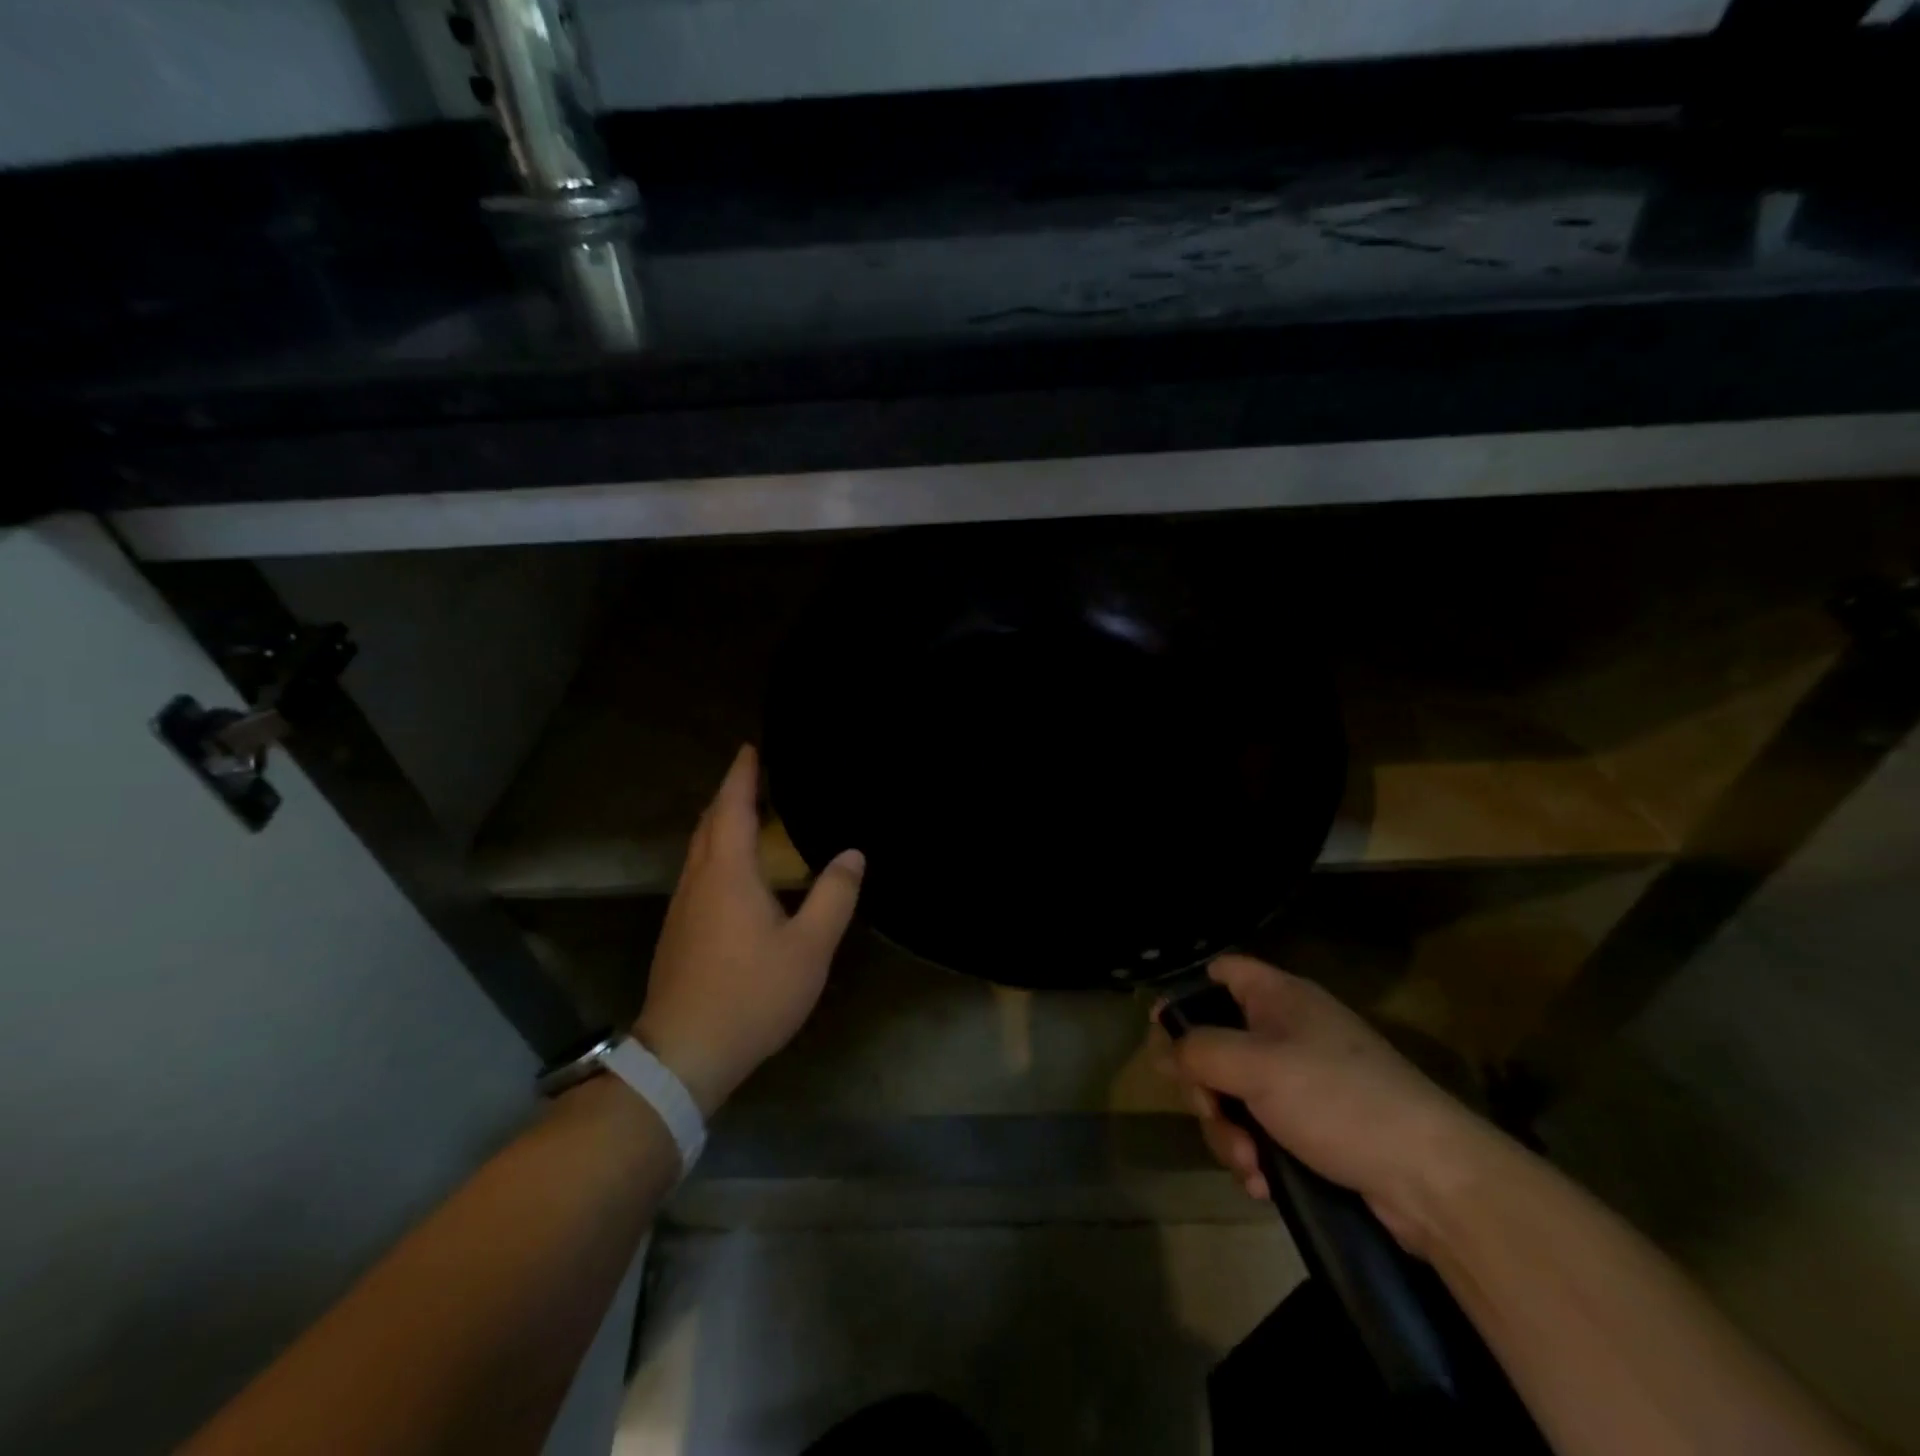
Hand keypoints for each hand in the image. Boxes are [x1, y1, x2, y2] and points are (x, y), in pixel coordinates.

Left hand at [634, 745, 863, 1115]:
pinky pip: (699, 871)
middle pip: (709, 822)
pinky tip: (736, 869)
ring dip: (721, 822)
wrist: (684, 1054)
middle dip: (730, 793)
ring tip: (751, 812)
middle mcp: (699, 880)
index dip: (742, 775)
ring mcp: (683, 907)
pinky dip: (717, 850)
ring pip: (699, 848)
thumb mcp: (809, 948)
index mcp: (728, 873)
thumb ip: (834, 896)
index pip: (732, 807)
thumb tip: (853, 854)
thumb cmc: (751, 994)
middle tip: (756, 773)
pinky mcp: (679, 931)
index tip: (751, 747)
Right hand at [1160, 955, 1497, 1253]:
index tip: (1164, 1033)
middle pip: (1217, 1042)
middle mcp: (1288, 1032)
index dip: (1188, 994)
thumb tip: (1167, 1046)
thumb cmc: (1338, 1101)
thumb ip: (1200, 1049)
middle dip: (1204, 1087)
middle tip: (1209, 1112)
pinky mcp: (1316, 1128)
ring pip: (1234, 1094)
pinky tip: (1262, 1185)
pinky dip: (1254, 1155)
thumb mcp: (1256, 1066)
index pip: (1222, 972)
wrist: (1433, 1181)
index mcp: (1279, 998)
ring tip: (1249, 1167)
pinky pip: (1262, 1131)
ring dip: (1228, 1132)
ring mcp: (1303, 1081)